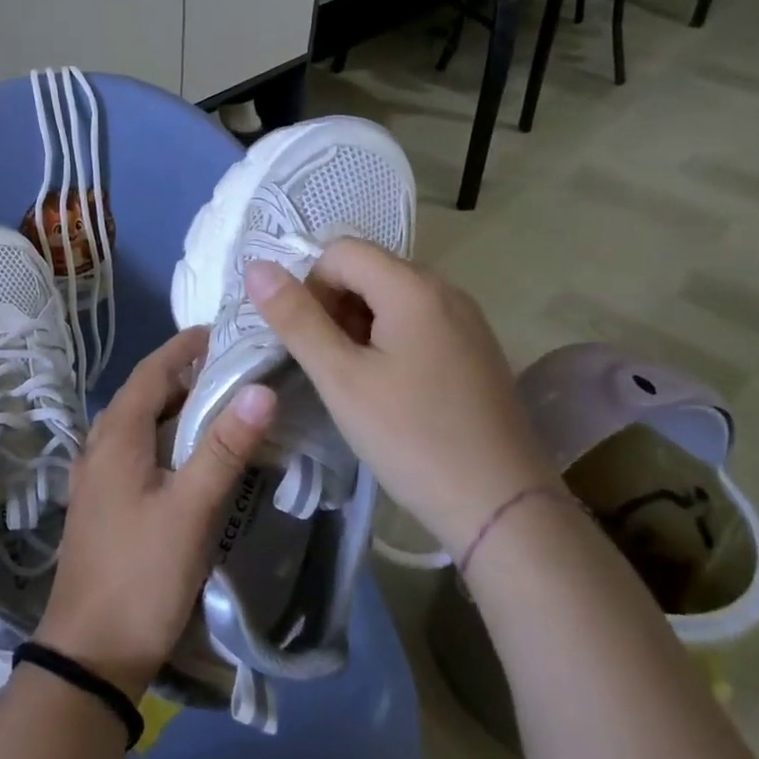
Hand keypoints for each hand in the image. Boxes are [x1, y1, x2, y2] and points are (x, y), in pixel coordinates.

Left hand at [35, 327, 275, 701]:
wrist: (90, 655)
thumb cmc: (140, 575)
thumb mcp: (190, 510)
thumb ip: (224, 448)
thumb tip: (261, 389)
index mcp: (116, 436)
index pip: (152, 370)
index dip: (185, 346)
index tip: (224, 332)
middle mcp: (100, 447)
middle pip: (145, 394)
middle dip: (187, 375)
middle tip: (237, 370)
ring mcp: (98, 478)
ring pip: (141, 425)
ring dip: (177, 409)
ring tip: (223, 406)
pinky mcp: (105, 505)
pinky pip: (138, 453)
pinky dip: (168, 440)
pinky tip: (194, 458)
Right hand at [246, 240, 554, 559]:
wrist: (502, 507)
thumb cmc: (411, 438)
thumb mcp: (341, 379)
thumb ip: (296, 319)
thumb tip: (256, 267)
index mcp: (413, 287)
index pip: (340, 251)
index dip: (311, 287)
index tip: (311, 341)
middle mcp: (445, 289)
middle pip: (368, 270)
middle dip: (335, 307)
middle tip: (332, 366)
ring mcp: (466, 320)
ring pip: (391, 298)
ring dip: (360, 326)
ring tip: (358, 382)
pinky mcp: (475, 349)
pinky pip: (418, 322)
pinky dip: (390, 341)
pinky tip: (391, 390)